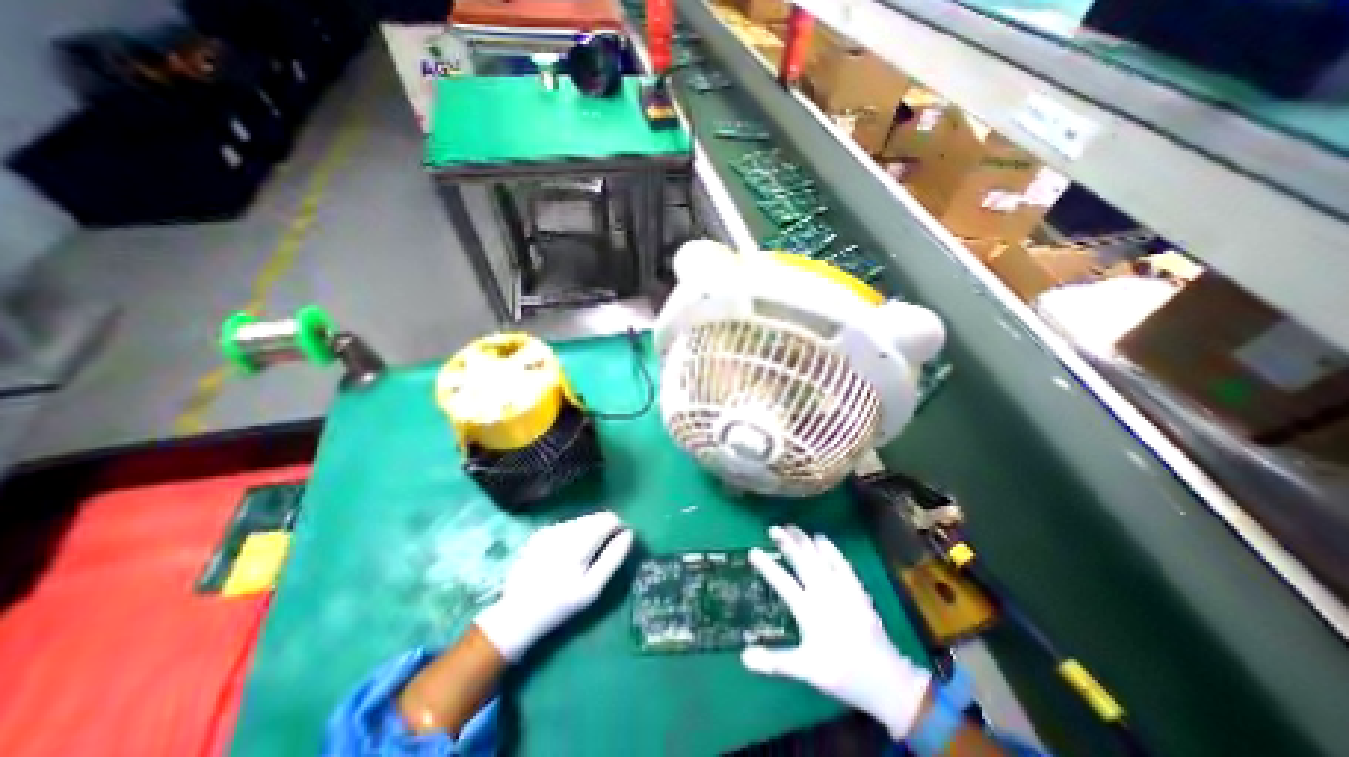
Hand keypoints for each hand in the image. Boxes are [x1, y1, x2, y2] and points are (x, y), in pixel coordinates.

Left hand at [472, 508, 637, 660]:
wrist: (516, 616)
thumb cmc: (559, 606)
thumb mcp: (591, 589)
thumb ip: (613, 558)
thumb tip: (629, 534)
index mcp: (577, 542)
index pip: (608, 519)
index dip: (618, 528)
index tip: (618, 544)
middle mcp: (563, 529)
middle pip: (595, 517)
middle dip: (603, 530)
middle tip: (600, 554)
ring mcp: (549, 529)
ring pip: (581, 520)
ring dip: (589, 532)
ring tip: (583, 558)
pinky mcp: (540, 533)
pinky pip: (567, 526)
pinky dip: (574, 536)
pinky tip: (566, 556)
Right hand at [742, 527, 933, 738]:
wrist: (886, 679)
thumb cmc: (841, 674)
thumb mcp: (806, 670)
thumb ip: (774, 661)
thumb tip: (743, 657)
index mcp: (809, 610)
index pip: (782, 582)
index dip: (767, 566)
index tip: (753, 551)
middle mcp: (824, 593)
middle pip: (802, 561)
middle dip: (787, 543)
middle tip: (773, 529)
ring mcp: (842, 588)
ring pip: (820, 557)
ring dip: (805, 541)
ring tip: (792, 527)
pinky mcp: (856, 588)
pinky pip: (841, 562)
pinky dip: (830, 549)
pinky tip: (822, 539)